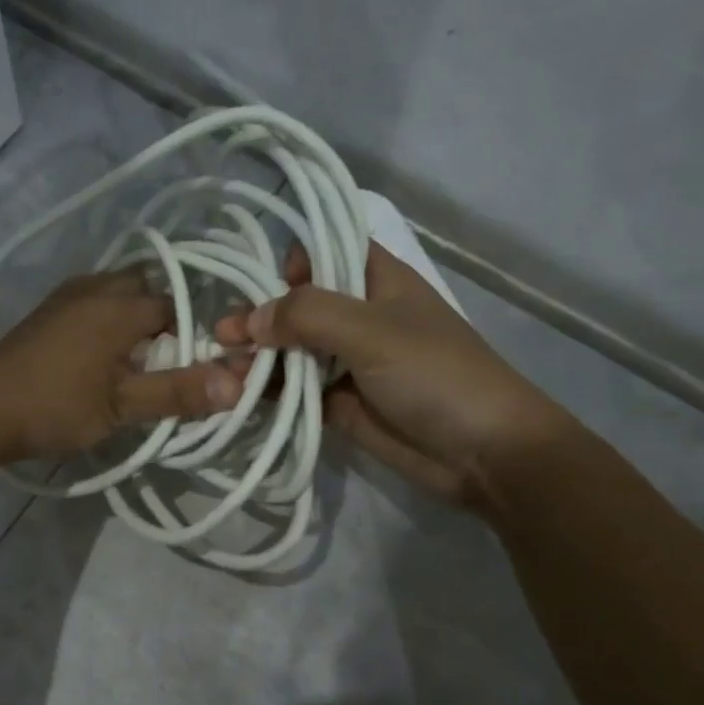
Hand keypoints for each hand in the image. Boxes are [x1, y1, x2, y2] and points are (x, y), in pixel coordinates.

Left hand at [0, 269, 240, 462]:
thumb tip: (240, 383)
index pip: (178, 306)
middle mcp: (95, 287)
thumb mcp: (122, 406)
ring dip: (134, 320)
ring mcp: (66, 296)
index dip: (194, 336)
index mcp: (120, 304)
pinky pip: (93, 303)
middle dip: (164, 320)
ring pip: (117, 293)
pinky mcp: (46, 312)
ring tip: (136, 362)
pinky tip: (101, 357)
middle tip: (165, 362)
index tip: (196, 368)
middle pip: (146, 289)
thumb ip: (179, 392)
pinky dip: (108, 321)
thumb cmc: (55, 406)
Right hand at [216, 243, 575, 507]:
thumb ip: (308, 315)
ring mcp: (345, 360)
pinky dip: (266, 391)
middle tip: (220, 336)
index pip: (323, 250)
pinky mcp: (336, 401)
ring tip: (220, 369)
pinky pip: (292, 389)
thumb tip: (248, 320)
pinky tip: (235, 395)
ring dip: (256, 357)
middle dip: (257, 315)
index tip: (251, 281)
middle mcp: (356, 314)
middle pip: (295, 303)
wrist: (483, 453)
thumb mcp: (373, 331)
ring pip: (289, 349)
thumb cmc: (436, 374)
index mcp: (375, 279)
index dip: (286, 261)